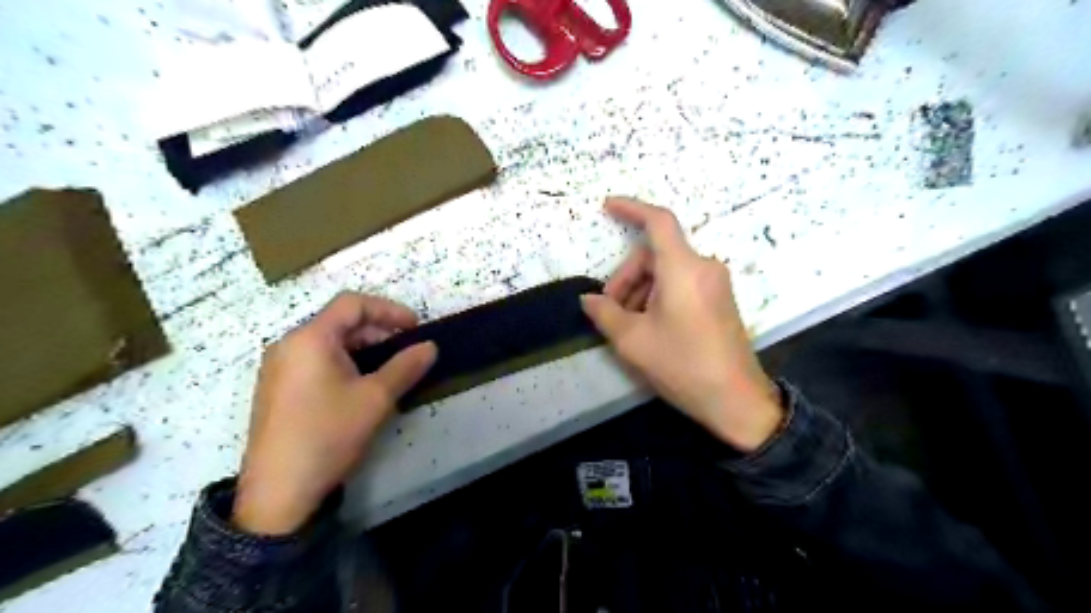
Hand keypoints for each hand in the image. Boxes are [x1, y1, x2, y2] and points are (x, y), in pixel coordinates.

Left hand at [234, 290, 437, 532]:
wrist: (278, 492)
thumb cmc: (328, 433)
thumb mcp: (376, 398)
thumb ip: (406, 366)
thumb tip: (430, 347)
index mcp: (309, 338)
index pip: (353, 304)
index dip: (389, 309)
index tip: (415, 328)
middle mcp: (288, 345)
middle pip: (339, 321)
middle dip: (378, 330)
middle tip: (406, 351)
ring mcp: (278, 368)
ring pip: (328, 343)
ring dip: (363, 348)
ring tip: (389, 370)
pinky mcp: (277, 389)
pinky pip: (316, 361)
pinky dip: (344, 363)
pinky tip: (360, 387)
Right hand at [585, 199, 778, 451]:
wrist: (736, 400)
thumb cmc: (682, 365)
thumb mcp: (633, 340)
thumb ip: (605, 313)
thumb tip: (588, 299)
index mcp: (683, 268)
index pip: (658, 221)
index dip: (631, 208)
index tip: (607, 206)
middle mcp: (703, 266)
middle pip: (655, 254)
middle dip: (626, 277)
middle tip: (609, 309)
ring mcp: (715, 283)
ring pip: (667, 271)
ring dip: (641, 290)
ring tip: (628, 324)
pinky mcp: (720, 299)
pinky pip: (682, 284)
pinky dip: (659, 296)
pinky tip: (650, 326)